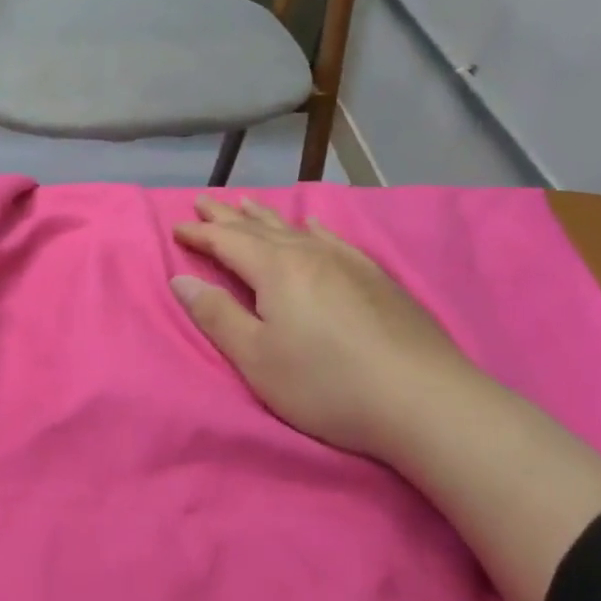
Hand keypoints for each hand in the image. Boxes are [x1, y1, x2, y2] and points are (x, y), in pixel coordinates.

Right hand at [172, 198, 482, 459]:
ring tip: (245, 202)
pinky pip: (334, 238)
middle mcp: (308, 253)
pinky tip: (313, 223)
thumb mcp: (258, 358)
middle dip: (226, 217)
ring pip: (294, 228)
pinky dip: (314, 227)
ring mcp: (346, 261)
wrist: (423, 398)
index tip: (176, 228)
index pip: (227, 242)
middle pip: (258, 227)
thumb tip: (181, 280)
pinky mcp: (375, 277)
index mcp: (275, 269)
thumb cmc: (327, 383)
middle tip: (203, 202)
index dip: (200, 235)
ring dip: (265, 216)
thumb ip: (217, 316)